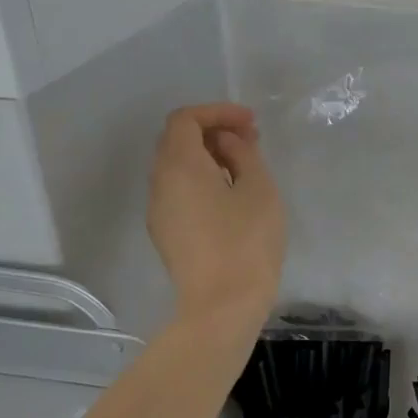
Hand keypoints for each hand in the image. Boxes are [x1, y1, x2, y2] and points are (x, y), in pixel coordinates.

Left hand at [148, 103, 286, 325]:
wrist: (222, 304)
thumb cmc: (247, 242)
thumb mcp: (259, 189)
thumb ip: (243, 155)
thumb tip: (227, 143)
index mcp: (180, 166)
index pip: (185, 119)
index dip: (217, 112)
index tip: (250, 122)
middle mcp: (160, 183)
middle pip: (177, 140)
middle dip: (213, 131)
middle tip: (250, 140)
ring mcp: (159, 210)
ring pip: (177, 167)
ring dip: (208, 156)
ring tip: (245, 166)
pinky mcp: (167, 232)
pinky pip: (179, 190)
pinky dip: (202, 178)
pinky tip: (231, 193)